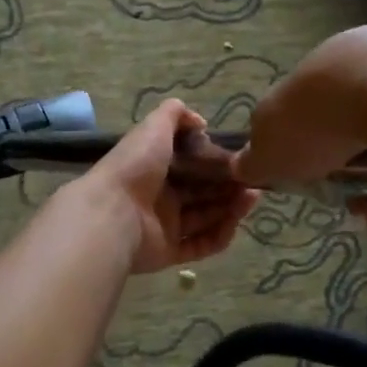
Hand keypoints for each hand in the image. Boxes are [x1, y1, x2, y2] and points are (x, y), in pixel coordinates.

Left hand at [77, 99, 257, 274]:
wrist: (112, 214)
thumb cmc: (135, 167)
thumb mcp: (154, 127)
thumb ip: (175, 114)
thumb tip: (201, 122)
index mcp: (155, 167)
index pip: (192, 164)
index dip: (216, 161)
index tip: (240, 158)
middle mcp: (160, 196)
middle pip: (203, 192)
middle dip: (229, 186)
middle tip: (254, 181)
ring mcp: (164, 226)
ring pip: (205, 218)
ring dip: (230, 209)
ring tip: (252, 197)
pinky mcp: (169, 252)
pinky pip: (200, 245)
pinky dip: (219, 236)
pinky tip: (235, 223)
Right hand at [232, 24, 366, 228]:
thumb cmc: (314, 125)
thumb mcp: (267, 152)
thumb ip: (254, 160)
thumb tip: (240, 164)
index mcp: (312, 77)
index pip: (309, 121)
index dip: (313, 163)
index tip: (321, 190)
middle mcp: (354, 67)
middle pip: (354, 135)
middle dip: (356, 182)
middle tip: (363, 210)